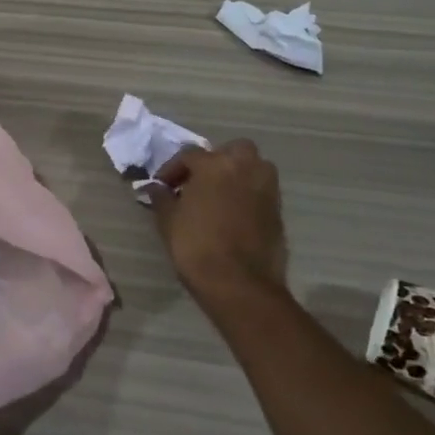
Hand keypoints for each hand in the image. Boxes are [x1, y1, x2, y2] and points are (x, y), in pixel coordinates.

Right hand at [147, 140, 286, 311]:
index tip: (162, 186)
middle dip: (217, 160)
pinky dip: (249, 196)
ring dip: (238, 174)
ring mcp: (266, 190)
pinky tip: (233, 215)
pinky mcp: (278, 212)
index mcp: (214, 165)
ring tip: (218, 196)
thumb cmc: (197, 246)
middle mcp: (245, 168)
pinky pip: (261, 192)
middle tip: (199, 181)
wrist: (240, 285)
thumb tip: (155, 188)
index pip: (189, 155)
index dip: (172, 169)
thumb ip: (162, 198)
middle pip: (234, 150)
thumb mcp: (168, 221)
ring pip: (254, 168)